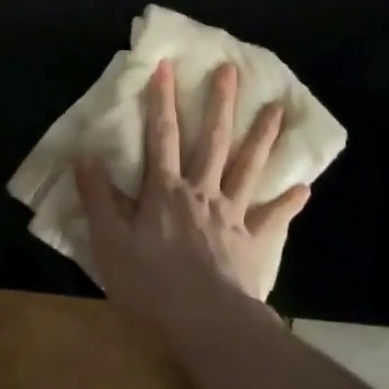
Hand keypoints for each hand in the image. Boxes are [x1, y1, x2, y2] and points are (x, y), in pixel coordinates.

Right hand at [76, 59, 311, 325]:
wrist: (204, 323)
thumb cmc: (151, 285)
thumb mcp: (110, 242)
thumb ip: (98, 197)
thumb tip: (84, 153)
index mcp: (166, 190)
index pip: (162, 135)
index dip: (163, 99)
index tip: (168, 65)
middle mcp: (202, 191)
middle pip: (213, 140)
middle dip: (221, 103)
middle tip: (231, 70)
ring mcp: (232, 214)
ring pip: (248, 167)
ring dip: (262, 137)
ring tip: (277, 109)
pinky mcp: (253, 241)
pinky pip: (273, 218)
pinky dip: (288, 203)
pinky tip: (304, 188)